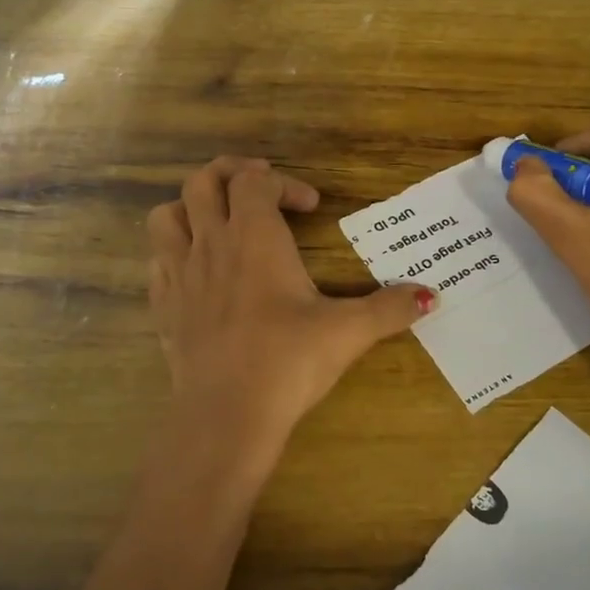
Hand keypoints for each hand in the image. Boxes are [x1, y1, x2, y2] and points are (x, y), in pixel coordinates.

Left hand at [148, 157, 430, 462]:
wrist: (226, 415)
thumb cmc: (288, 361)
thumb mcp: (347, 332)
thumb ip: (390, 309)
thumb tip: (432, 296)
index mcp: (254, 236)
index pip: (256, 180)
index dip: (284, 182)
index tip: (311, 206)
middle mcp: (210, 244)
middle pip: (202, 182)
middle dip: (229, 174)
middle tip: (258, 189)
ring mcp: (179, 275)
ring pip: (166, 216)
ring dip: (190, 208)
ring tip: (218, 221)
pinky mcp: (163, 308)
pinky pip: (157, 262)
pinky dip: (174, 253)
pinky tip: (198, 273)